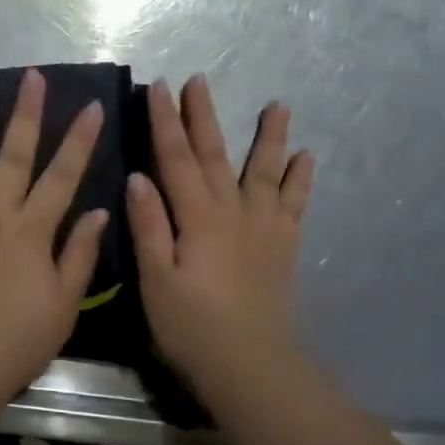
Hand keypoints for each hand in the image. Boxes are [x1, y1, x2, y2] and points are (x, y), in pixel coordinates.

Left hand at [0, 69, 109, 397]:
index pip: (62, 177)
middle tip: (32, 77)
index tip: (90, 105)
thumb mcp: (65, 304)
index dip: (79, 141)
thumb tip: (96, 210)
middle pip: (14, 158)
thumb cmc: (19, 341)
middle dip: (26, 115)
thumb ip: (79, 254)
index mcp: (33, 233)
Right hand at [127, 75, 313, 386]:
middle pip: (215, 155)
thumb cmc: (191, 327)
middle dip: (204, 116)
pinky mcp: (282, 247)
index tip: (158, 87)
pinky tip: (305, 157)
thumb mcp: (156, 280)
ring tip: (278, 105)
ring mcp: (263, 228)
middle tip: (199, 79)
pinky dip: (300, 179)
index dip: (165, 122)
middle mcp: (233, 212)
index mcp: (197, 218)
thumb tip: (139, 176)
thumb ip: (149, 227)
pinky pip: (294, 204)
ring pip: (264, 171)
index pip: (176, 159)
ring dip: (268, 136)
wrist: (250, 365)